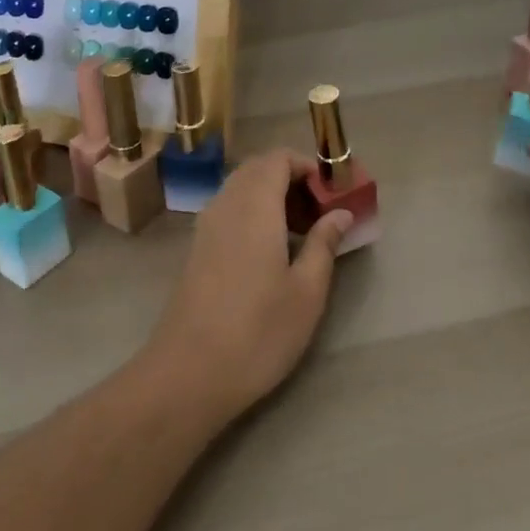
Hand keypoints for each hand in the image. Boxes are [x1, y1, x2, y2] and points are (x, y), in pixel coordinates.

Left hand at [142, 150, 352, 423]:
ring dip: (270, 195)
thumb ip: (323, 243)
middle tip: (319, 211)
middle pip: (257, 168)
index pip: (278, 158)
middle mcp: (226, 204)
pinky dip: (252, 213)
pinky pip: (227, 209)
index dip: (306, 165)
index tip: (331, 192)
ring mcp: (206, 226)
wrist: (189, 372)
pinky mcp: (196, 248)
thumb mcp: (306, 291)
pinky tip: (270, 251)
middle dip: (290, 178)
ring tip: (299, 232)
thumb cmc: (258, 331)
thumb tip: (340, 212)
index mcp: (254, 205)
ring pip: (240, 188)